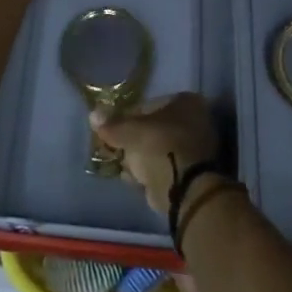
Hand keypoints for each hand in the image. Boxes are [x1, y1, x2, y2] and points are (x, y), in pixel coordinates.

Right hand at [91, 93, 221, 214]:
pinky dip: (151, 173)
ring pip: (160, 150)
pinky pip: (165, 168)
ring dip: (142, 158)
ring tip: (123, 166)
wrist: (184, 189)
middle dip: (136, 139)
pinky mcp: (193, 175)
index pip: (150, 105)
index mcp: (187, 102)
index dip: (129, 116)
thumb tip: (93, 115)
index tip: (114, 129)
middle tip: (117, 148)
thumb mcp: (129, 132)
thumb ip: (112, 124)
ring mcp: (198, 149)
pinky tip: (135, 179)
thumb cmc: (159, 147)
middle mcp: (197, 121)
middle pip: (156, 128)